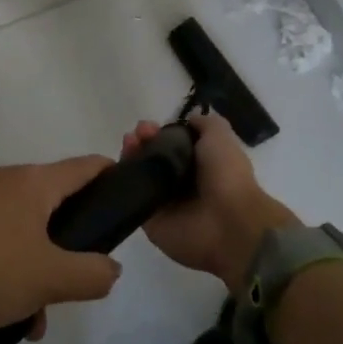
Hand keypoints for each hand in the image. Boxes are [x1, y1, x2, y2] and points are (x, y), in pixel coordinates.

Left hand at [0, 158, 123, 343]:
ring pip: (21, 228)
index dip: (110, 176)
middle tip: (73, 283)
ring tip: (31, 318)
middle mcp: (4, 180)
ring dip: (35, 267)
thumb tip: (111, 267)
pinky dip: (4, 268)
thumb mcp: (47, 279)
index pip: (85, 166)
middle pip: (52, 202)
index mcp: (33, 182)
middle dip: (68, 244)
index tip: (126, 198)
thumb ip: (90, 274)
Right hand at [121, 112, 300, 291]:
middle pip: (152, 158)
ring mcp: (163, 202)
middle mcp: (180, 182)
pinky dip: (121, 182)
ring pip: (139, 175)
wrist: (228, 223)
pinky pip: (130, 197)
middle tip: (136, 135)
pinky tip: (115, 166)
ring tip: (128, 144)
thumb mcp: (220, 136)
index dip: (158, 132)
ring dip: (130, 157)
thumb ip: (204, 124)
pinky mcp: (149, 220)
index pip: (170, 144)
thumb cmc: (226, 175)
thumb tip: (187, 120)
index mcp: (199, 164)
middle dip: (142, 142)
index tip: (148, 127)